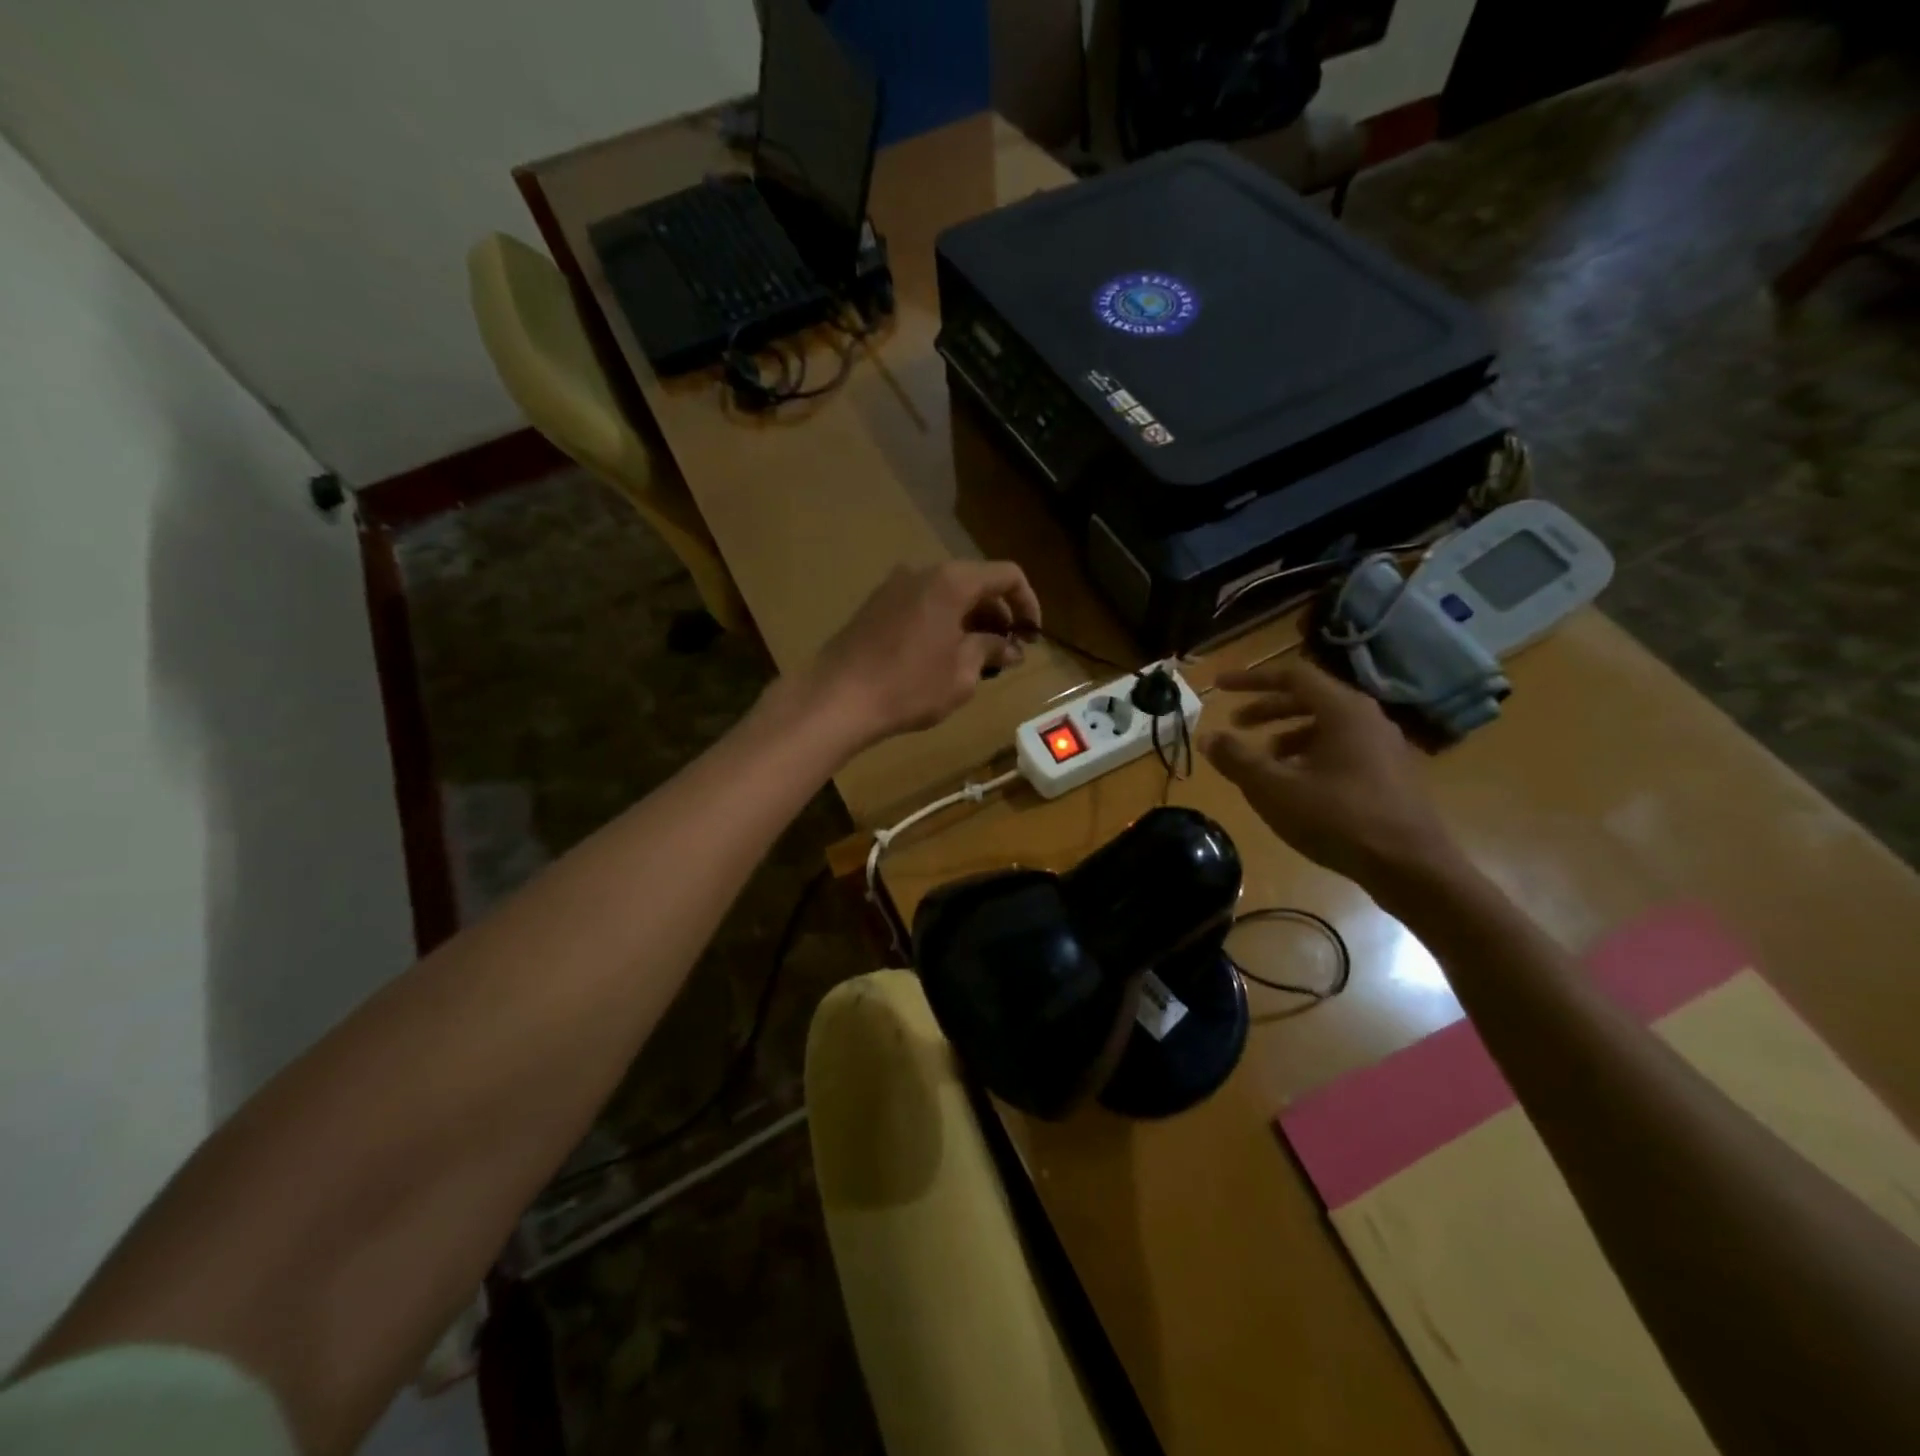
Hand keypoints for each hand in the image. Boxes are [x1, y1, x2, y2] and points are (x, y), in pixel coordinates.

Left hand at [803, 560, 1041, 748]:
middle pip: (976, 583)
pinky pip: (923, 604)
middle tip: (1008, 651)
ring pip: (947, 594)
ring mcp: (895, 586)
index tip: (1032, 636)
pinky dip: (943, 622)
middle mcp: (923, 572)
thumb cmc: (908, 686)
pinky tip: (944, 656)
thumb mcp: (962, 673)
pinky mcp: (875, 605)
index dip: (1028, 603)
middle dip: (998, 615)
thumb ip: (991, 651)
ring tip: (979, 658)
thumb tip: (1011, 647)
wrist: (837, 698)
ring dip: (971, 620)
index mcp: (952, 581)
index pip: (1007, 576)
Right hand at [1201, 657, 1463, 892]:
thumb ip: (1237, 759)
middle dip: (1267, 709)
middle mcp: (1367, 718)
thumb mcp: (1274, 789)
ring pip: (1326, 726)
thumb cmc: (1338, 819)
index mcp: (1343, 710)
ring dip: (1287, 735)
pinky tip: (1296, 786)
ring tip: (1262, 761)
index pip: (1291, 675)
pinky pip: (1342, 749)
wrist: (1411, 867)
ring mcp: (1384, 746)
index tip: (1219, 687)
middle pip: (1309, 699)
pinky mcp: (1390, 773)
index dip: (1251, 679)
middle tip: (1236, 725)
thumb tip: (1207, 737)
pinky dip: (1310, 754)